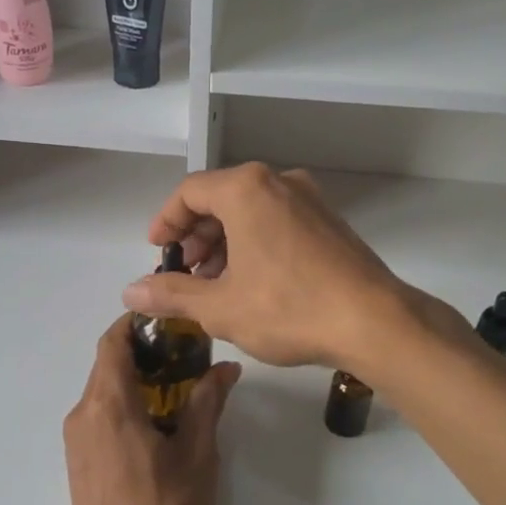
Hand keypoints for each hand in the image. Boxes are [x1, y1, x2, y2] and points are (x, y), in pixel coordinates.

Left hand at [63, 316, 241, 504]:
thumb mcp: (196, 456)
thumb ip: (207, 404)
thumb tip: (226, 368)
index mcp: (109, 404)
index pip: (112, 342)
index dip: (136, 323)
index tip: (169, 321)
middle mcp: (83, 413)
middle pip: (107, 363)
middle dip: (142, 352)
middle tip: (185, 355)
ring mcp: (75, 438)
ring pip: (102, 389)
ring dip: (134, 379)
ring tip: (176, 389)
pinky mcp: (77, 460)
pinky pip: (98, 413)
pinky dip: (123, 403)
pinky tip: (155, 425)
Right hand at [120, 163, 437, 372]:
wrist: (374, 322)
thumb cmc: (289, 309)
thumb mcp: (220, 307)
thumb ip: (171, 294)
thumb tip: (131, 291)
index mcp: (247, 189)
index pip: (190, 192)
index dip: (166, 221)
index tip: (158, 252)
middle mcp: (279, 182)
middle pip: (221, 198)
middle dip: (196, 235)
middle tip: (184, 272)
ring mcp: (310, 200)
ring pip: (251, 210)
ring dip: (224, 242)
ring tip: (214, 283)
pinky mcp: (330, 222)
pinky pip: (278, 221)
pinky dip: (254, 243)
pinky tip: (252, 281)